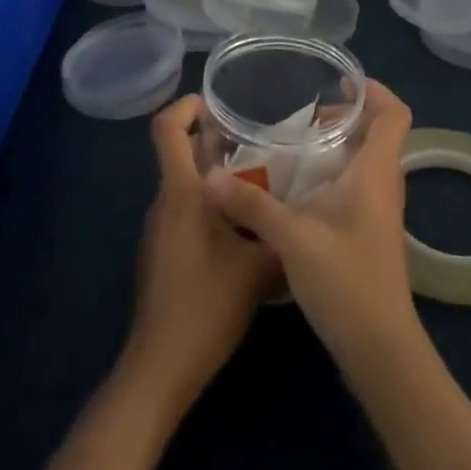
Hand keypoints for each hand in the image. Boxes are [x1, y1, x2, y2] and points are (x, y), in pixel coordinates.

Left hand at [120, 95, 280, 415]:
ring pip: (187, 183)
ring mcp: (161, 228)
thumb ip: (282, 231)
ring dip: (218, 173)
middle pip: (181, 152)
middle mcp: (165, 202)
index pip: (166, 129)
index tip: (217, 101)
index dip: (185, 105)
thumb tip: (310, 209)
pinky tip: (247, 224)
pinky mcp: (164, 252)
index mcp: (182, 193)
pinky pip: (186, 209)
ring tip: (264, 178)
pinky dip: (212, 202)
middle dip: (216, 139)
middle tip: (261, 139)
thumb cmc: (207, 306)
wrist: (161, 368)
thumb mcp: (260, 267)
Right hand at [204, 80, 419, 375]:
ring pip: (368, 159)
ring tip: (296, 145)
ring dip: (339, 145)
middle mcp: (385, 184)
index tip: (338, 82)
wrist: (380, 348)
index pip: (395, 113)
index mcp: (376, 172)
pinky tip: (300, 188)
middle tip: (304, 116)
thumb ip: (252, 204)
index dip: (374, 90)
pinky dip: (336, 172)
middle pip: (379, 132)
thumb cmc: (345, 282)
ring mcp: (381, 210)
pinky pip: (359, 184)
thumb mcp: (292, 238)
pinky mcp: (371, 232)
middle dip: (346, 115)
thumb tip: (210, 176)